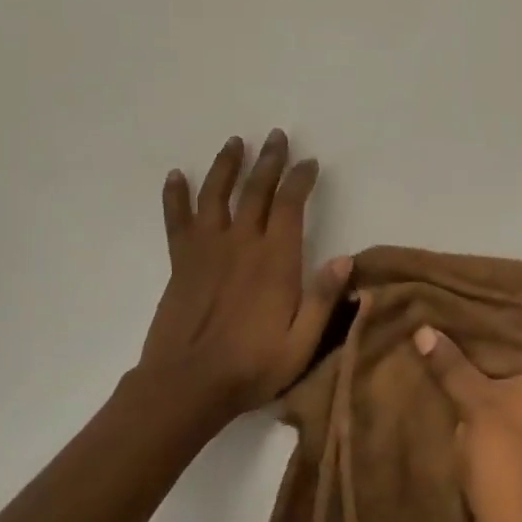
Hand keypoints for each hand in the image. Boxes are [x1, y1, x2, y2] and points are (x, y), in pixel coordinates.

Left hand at [140, 131, 351, 415]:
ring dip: (226, 165)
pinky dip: (176, 196)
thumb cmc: (251, 366)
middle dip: (269, 160)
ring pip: (216, 195)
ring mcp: (207, 249)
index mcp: (275, 260)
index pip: (290, 205)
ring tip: (235, 142)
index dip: (300, 179)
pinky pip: (177, 220)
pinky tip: (176, 175)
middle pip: (256, 190)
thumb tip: (345, 257)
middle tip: (276, 136)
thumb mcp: (301, 342)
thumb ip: (323, 298)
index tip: (309, 162)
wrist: (186, 385)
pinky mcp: (181, 261)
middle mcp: (242, 243)